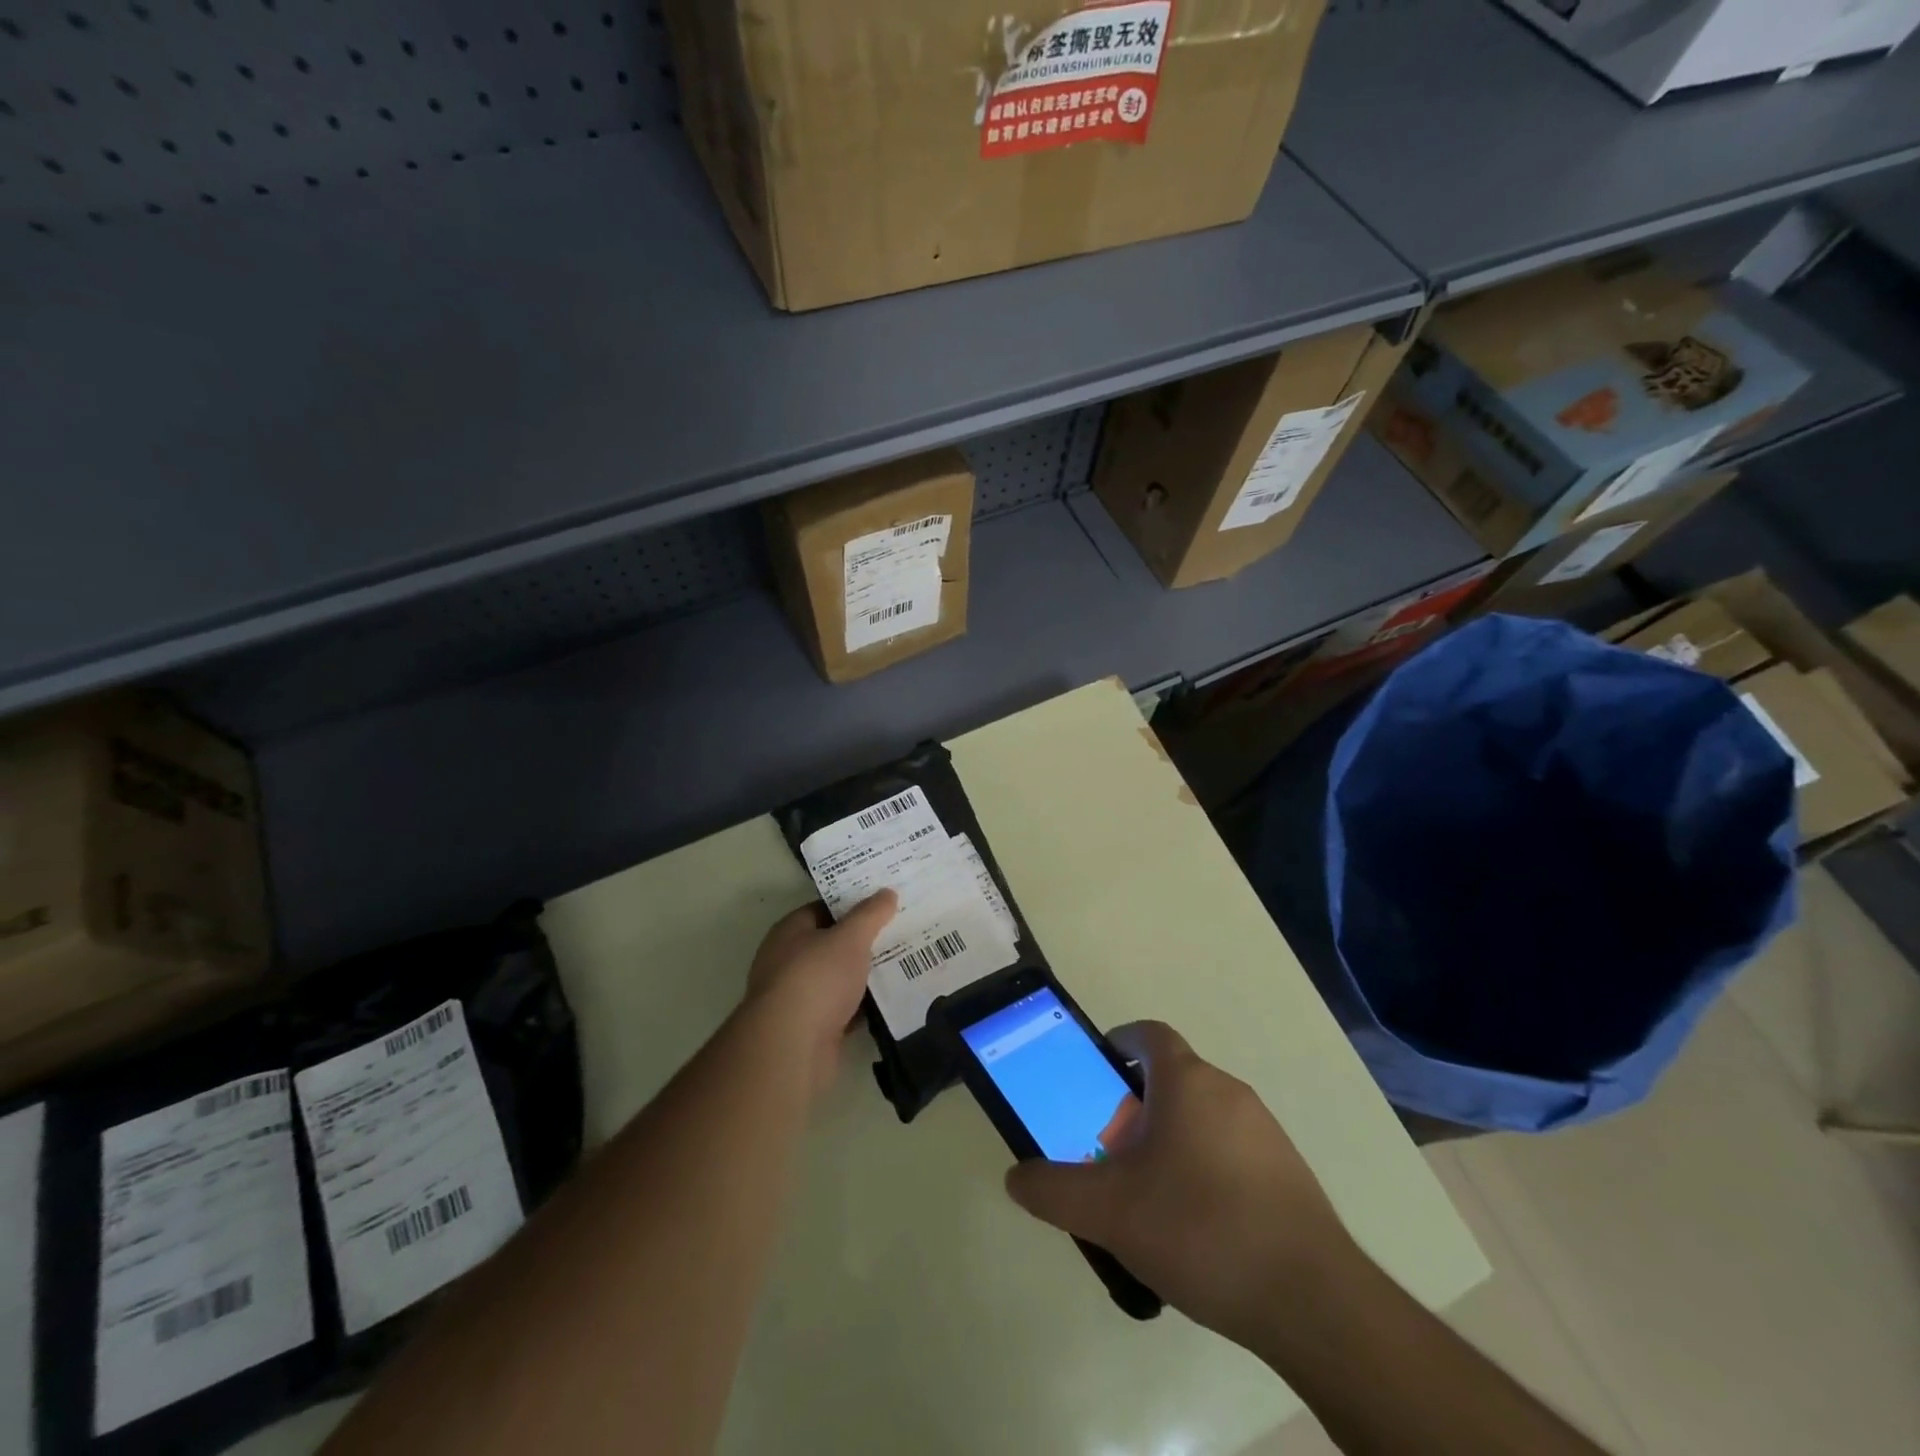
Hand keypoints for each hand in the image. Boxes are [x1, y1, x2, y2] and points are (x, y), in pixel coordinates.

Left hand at [745, 891, 896, 1096]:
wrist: (792, 1047)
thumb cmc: (816, 979)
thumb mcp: (850, 938)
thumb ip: (870, 914)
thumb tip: (887, 892)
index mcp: (790, 932)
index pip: (823, 908)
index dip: (852, 903)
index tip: (884, 902)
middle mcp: (788, 961)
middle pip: (832, 944)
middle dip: (863, 940)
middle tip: (901, 930)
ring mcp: (799, 998)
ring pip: (839, 979)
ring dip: (865, 975)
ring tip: (905, 963)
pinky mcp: (812, 1029)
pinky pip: (844, 1010)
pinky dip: (864, 1007)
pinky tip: (892, 1000)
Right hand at [1004, 1021, 1357, 1346]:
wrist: (1312, 1300)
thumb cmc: (1200, 1229)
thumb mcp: (1109, 1212)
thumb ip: (1054, 1190)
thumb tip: (1017, 1177)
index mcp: (1187, 1081)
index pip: (1148, 1034)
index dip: (1118, 1044)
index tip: (1097, 1075)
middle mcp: (1229, 1091)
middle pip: (1172, 1078)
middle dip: (1136, 1104)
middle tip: (1110, 1151)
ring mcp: (1265, 1131)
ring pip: (1202, 1116)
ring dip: (1170, 1138)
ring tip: (1148, 1197)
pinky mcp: (1288, 1173)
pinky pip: (1232, 1150)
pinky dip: (1205, 1168)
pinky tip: (1196, 1227)